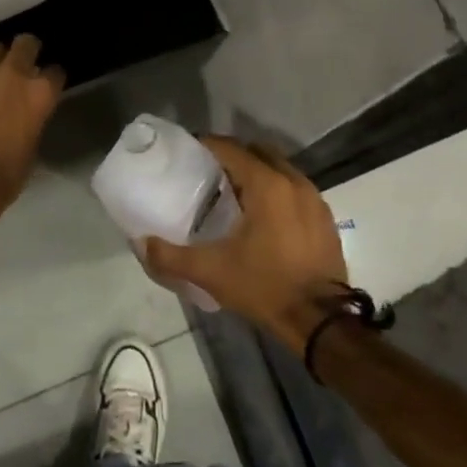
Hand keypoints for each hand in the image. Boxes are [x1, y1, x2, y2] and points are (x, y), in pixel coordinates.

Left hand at [0, 36, 63, 220]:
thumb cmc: (5, 177)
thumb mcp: (32, 148)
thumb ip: (34, 120)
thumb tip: (29, 114)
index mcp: (39, 94)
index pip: (55, 71)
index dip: (53, 79)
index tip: (50, 86)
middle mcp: (13, 76)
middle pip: (26, 43)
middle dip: (28, 50)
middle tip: (27, 64)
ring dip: (0, 59)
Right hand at [143, 137, 348, 348]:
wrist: (321, 320)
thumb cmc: (265, 286)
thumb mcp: (212, 272)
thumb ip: (171, 256)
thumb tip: (141, 243)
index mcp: (266, 184)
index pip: (231, 148)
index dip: (208, 145)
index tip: (189, 152)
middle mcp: (293, 181)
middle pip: (258, 152)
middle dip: (233, 155)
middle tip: (209, 171)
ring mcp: (314, 199)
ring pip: (280, 169)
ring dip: (257, 172)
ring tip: (234, 191)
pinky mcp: (325, 218)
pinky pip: (295, 189)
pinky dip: (277, 190)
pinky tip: (263, 214)